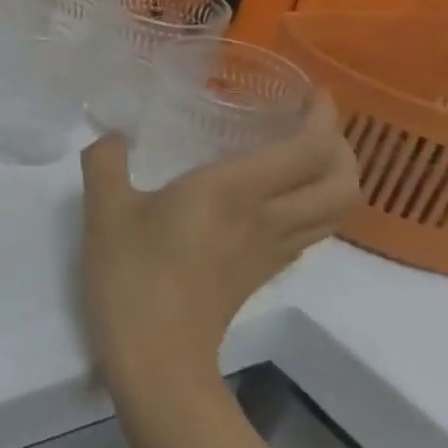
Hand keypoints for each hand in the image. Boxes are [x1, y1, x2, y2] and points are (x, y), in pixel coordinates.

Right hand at [80, 99, 359, 394]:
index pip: (309, 149)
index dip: (323, 118)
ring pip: (335, 211)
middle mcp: (267, 217)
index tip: (311, 93)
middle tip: (310, 124)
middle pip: (343, 182)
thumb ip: (105, 160)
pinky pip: (310, 231)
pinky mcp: (262, 273)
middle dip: (342, 148)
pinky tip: (273, 200)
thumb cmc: (130, 273)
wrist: (156, 354)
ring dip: (335, 178)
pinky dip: (311, 205)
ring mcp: (271, 250)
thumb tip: (111, 134)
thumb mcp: (104, 208)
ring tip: (302, 157)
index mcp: (233, 191)